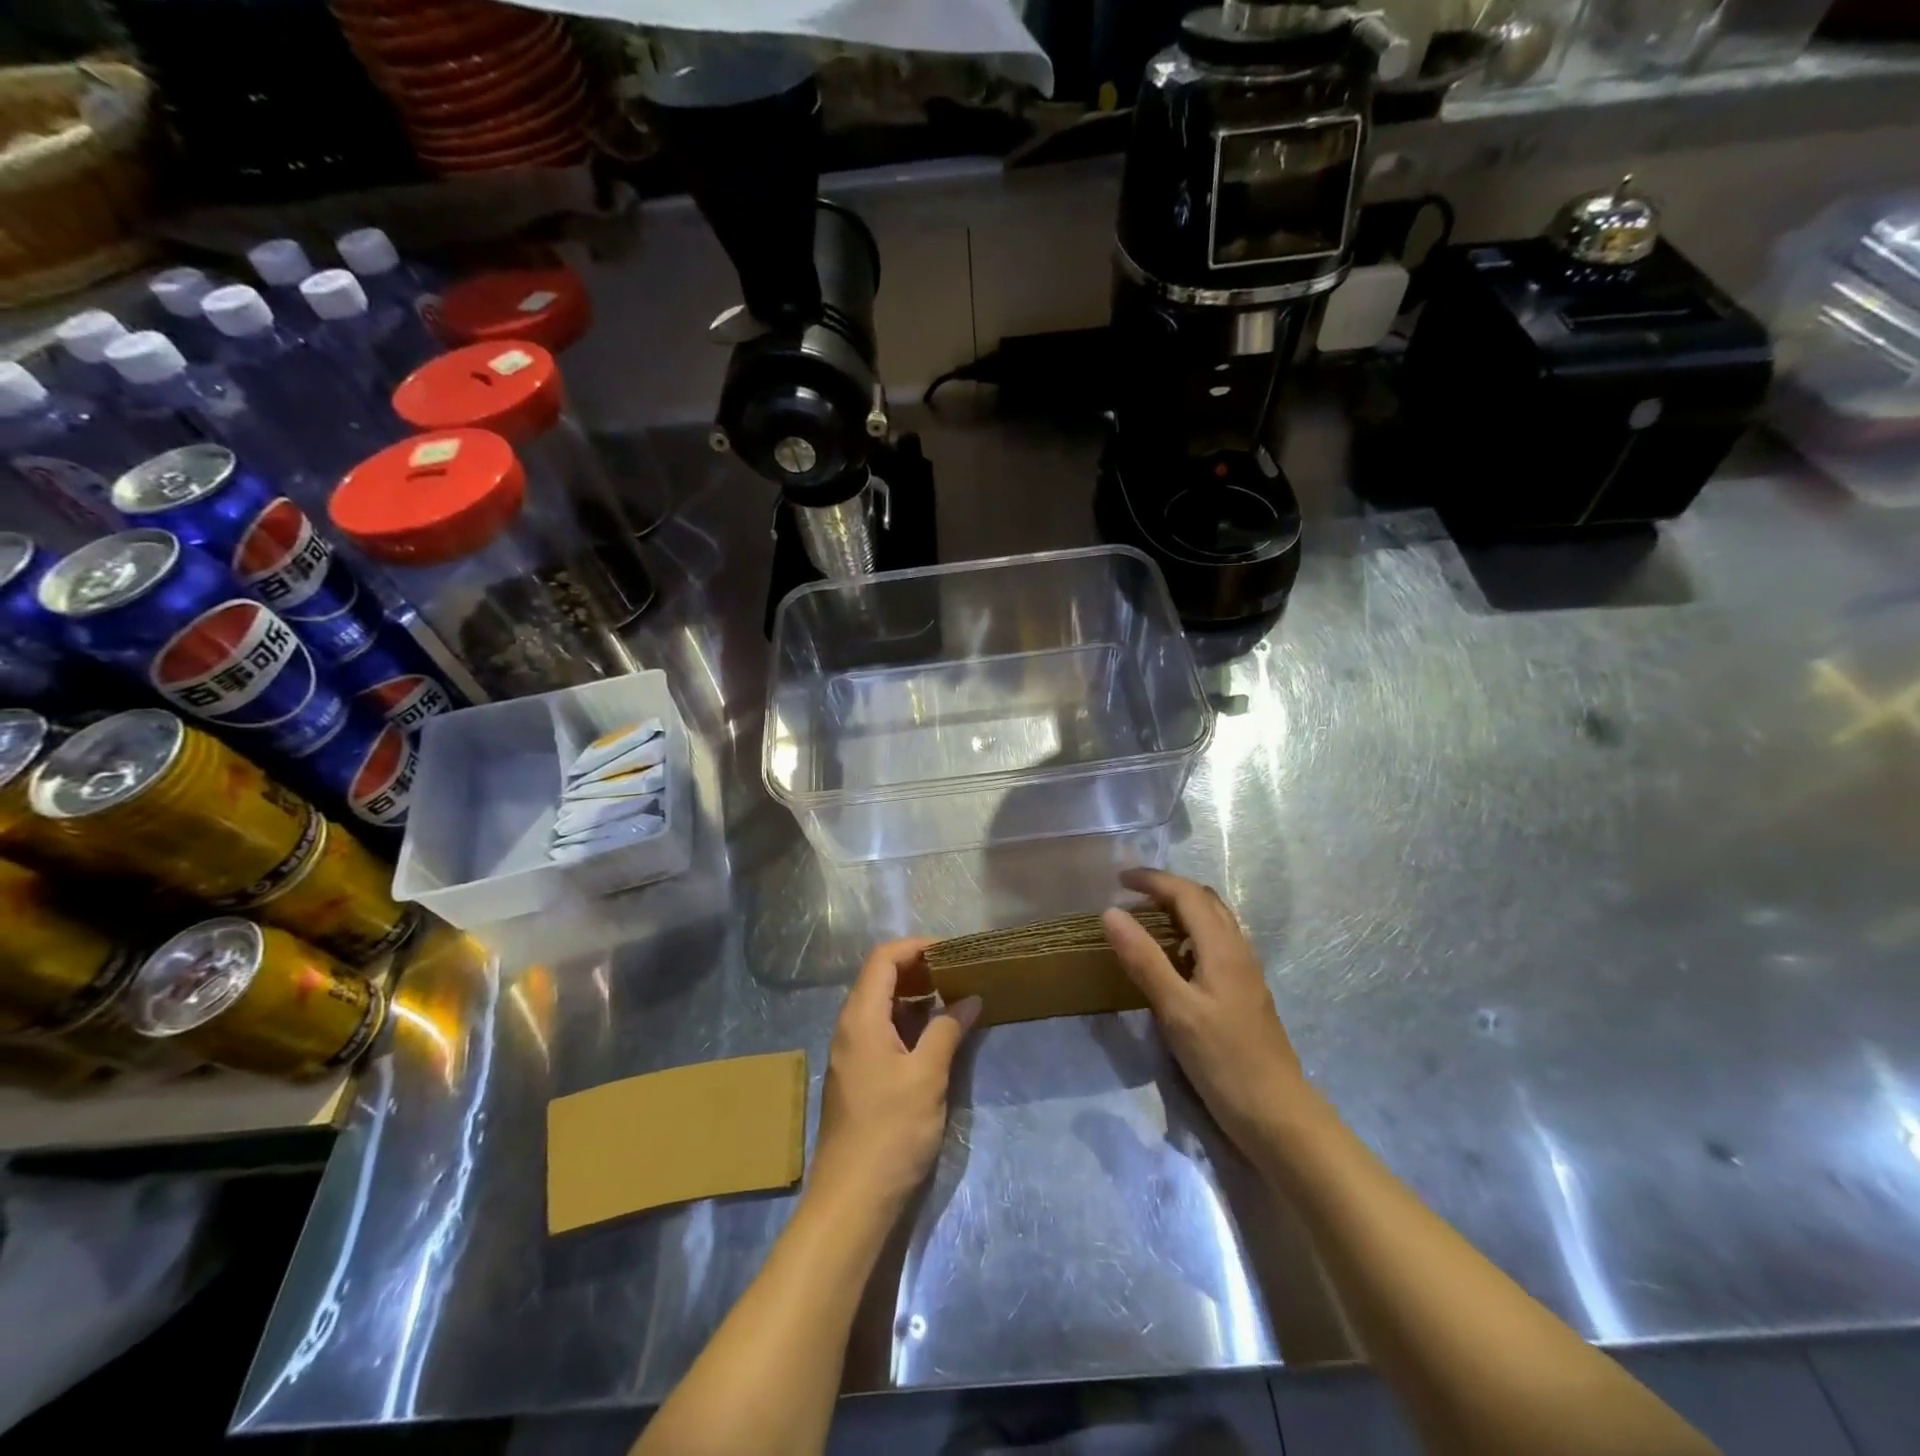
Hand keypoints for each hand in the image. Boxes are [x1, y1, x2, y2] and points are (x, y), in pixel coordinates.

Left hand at [811, 938, 980, 1211]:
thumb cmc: (891, 1131)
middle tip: (957, 973)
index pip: (883, 959)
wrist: (852, 1199)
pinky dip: (908, 1022)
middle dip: (918, 969)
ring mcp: (851, 1052)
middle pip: (879, 978)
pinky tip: (936, 1036)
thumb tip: (969, 999)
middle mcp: (850, 1027)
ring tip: (953, 1000)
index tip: (952, 951)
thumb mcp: (927, 1076)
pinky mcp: (857, 1075)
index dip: (916, 947)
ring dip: (915, 997)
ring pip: (881, 1006)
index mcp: (861, 1017)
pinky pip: (881, 1030)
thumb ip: (948, 1030)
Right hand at [1103, 869, 1310, 1152]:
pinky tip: (1173, 960)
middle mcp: (1238, 951)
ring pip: (1214, 922)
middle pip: (1205, 901)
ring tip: (1146, 921)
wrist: (1277, 1115)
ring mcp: (1245, 973)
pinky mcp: (1244, 994)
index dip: (1153, 880)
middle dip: (1168, 889)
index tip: (1118, 878)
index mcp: (1222, 948)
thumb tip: (1111, 912)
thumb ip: (1143, 959)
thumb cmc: (1223, 1060)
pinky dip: (1190, 935)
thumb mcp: (1175, 1010)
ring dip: (1181, 910)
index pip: (1187, 894)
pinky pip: (1216, 945)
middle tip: (1131, 896)